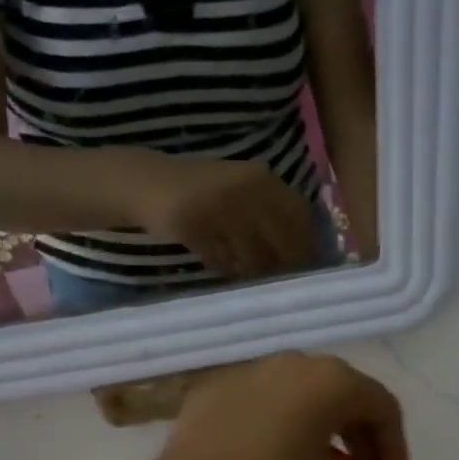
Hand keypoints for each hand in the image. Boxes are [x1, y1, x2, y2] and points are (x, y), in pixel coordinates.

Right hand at [137, 157, 315, 277]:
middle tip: (277, 281)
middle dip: (281, 267)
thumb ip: (273, 212)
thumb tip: (306, 253)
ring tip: (246, 274)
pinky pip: (222, 262)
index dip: (305, 246)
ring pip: (252, 259)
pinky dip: (226, 269)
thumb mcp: (244, 189)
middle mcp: (245, 190)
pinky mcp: (194, 226)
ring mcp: (219, 208)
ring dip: (251, 273)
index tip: (303, 266)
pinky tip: (222, 266)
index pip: (299, 218)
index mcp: (262, 178)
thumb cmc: (206, 192)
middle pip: (279, 245)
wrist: (152, 183)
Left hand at [154, 353, 409, 459]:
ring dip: (321, 439)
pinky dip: (280, 432)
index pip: (383, 408)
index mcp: (332, 380)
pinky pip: (264, 407)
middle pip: (344, 399)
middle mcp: (295, 362)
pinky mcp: (217, 389)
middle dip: (360, 444)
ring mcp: (252, 371)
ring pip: (303, 402)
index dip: (395, 449)